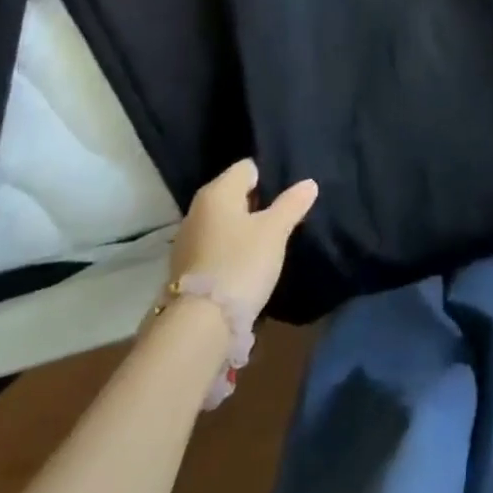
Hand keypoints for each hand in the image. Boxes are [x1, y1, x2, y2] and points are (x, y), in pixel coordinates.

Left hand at [166, 159, 318, 322]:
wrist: (199, 325)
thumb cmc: (241, 264)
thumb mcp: (275, 232)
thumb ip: (292, 204)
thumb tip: (309, 183)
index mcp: (218, 191)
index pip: (247, 168)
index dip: (268, 178)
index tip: (284, 197)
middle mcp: (197, 208)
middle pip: (233, 194)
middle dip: (255, 204)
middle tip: (279, 220)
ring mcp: (187, 239)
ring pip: (222, 221)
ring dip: (240, 228)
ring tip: (264, 245)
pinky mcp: (183, 267)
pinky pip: (213, 245)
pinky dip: (227, 249)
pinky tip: (243, 266)